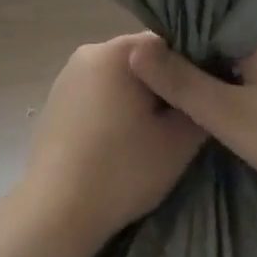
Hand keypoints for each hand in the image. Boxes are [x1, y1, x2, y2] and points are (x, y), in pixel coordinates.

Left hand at [18, 36, 207, 245]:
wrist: (56, 211)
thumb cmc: (122, 170)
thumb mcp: (179, 142)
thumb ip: (199, 105)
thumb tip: (201, 91)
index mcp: (118, 51)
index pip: (168, 45)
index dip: (189, 72)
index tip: (199, 101)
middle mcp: (89, 52)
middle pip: (141, 60)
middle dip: (162, 86)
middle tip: (178, 125)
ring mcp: (67, 76)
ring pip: (118, 79)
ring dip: (136, 100)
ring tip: (149, 138)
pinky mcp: (55, 100)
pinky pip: (96, 95)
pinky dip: (112, 111)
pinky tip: (118, 144)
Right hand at [127, 25, 256, 221]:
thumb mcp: (229, 117)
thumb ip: (180, 82)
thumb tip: (136, 48)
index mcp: (256, 23)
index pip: (199, 9)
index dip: (170, 31)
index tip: (149, 56)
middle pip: (221, 25)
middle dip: (194, 49)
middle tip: (166, 80)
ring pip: (244, 44)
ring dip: (220, 63)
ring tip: (194, 90)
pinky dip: (245, 73)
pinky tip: (238, 98)